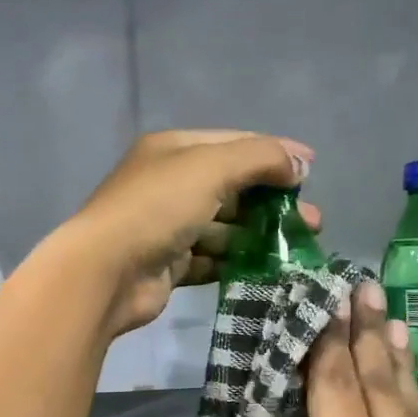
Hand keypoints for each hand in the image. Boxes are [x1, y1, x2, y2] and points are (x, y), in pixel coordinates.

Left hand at [56, 130, 319, 337]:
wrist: (105, 272)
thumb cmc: (157, 208)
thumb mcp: (210, 167)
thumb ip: (259, 158)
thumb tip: (299, 162)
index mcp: (173, 150)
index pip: (233, 143)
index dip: (274, 153)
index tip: (311, 169)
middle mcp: (169, 184)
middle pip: (232, 188)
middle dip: (273, 201)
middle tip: (312, 221)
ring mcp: (167, 226)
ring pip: (224, 227)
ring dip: (259, 235)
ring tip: (297, 250)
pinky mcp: (169, 264)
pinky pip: (211, 259)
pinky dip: (237, 262)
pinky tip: (267, 270)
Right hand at [266, 281, 417, 416]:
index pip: (335, 387)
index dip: (326, 342)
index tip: (324, 301)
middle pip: (378, 379)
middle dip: (365, 331)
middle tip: (361, 287)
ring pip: (410, 400)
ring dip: (395, 355)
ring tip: (391, 319)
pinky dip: (416, 396)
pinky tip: (412, 393)